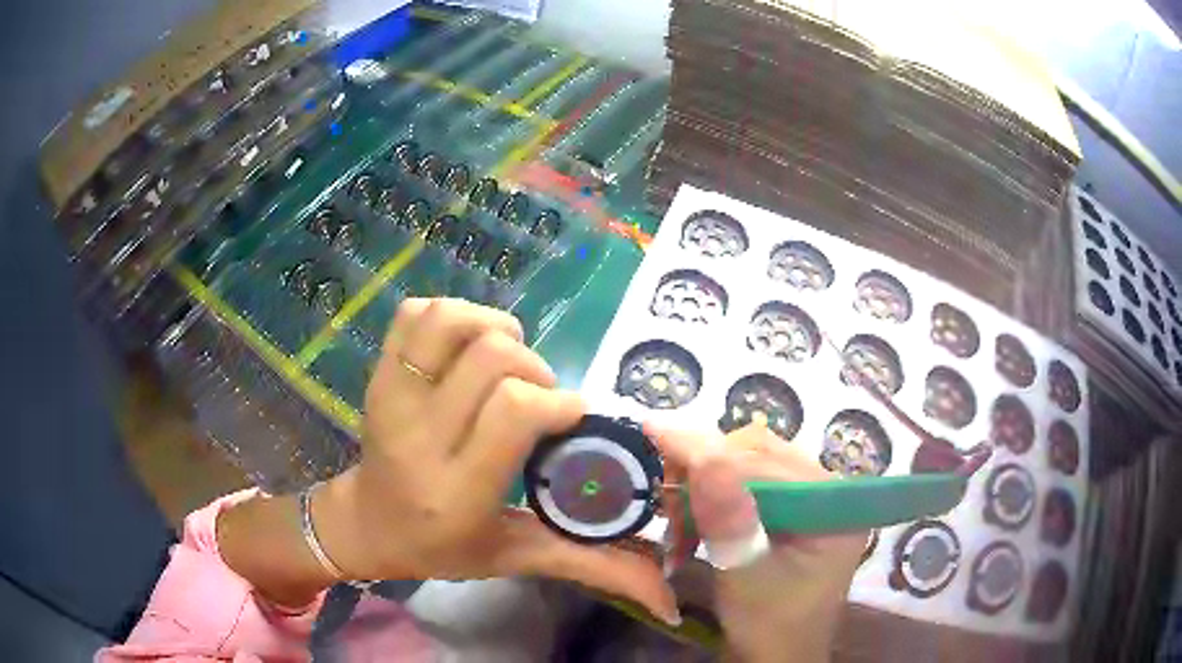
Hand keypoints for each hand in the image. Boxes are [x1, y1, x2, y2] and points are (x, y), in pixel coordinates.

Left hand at [313, 298, 677, 622]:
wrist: (367, 522)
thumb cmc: (442, 545)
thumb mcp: (516, 558)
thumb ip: (591, 567)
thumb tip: (670, 597)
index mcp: (456, 490)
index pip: (516, 411)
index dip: (559, 402)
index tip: (571, 416)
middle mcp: (418, 436)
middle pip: (491, 358)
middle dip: (533, 369)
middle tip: (538, 399)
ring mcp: (390, 396)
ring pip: (452, 321)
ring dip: (493, 331)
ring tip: (503, 364)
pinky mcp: (377, 373)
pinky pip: (416, 312)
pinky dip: (452, 316)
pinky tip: (466, 348)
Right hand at [648, 422, 865, 662]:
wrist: (776, 655)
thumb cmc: (768, 624)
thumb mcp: (746, 576)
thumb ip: (729, 520)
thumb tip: (705, 456)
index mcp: (833, 505)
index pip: (766, 462)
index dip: (708, 450)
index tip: (653, 431)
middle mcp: (828, 490)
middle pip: (758, 454)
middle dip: (704, 472)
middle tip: (664, 500)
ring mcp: (810, 498)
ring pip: (748, 464)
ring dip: (704, 486)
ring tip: (677, 523)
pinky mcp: (791, 508)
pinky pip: (747, 483)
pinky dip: (712, 499)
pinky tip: (693, 524)